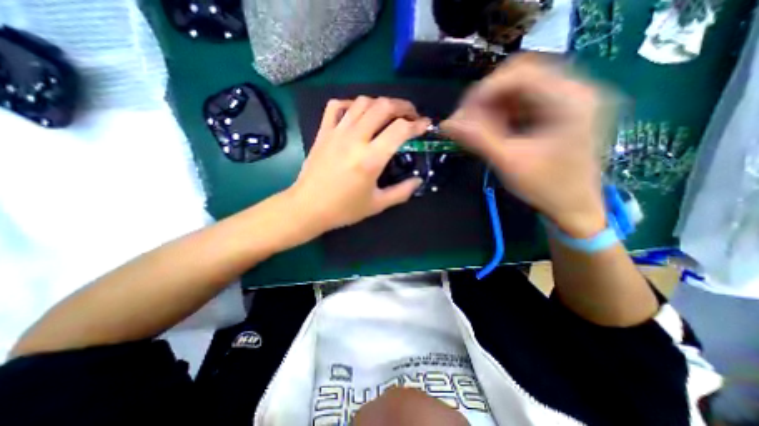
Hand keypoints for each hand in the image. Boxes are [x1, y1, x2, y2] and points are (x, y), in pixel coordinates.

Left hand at [287, 96, 428, 231]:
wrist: (308, 207)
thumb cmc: (344, 209)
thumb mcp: (377, 205)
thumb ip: (402, 192)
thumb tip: (418, 180)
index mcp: (370, 159)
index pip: (400, 129)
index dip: (417, 125)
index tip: (425, 126)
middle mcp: (355, 139)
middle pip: (383, 106)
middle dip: (403, 106)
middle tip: (411, 115)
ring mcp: (337, 132)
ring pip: (362, 102)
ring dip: (380, 103)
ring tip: (388, 114)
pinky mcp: (323, 132)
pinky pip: (336, 106)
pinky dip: (351, 104)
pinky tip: (358, 113)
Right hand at [443, 53, 611, 236]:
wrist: (574, 206)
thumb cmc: (547, 187)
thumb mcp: (509, 163)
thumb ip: (477, 139)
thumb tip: (446, 124)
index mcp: (570, 100)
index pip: (520, 73)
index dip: (484, 90)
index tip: (462, 114)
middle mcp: (574, 90)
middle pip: (520, 75)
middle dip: (487, 97)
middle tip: (466, 120)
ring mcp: (567, 99)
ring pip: (519, 88)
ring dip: (492, 105)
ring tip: (476, 128)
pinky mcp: (558, 110)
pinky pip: (523, 101)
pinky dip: (502, 112)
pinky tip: (491, 130)